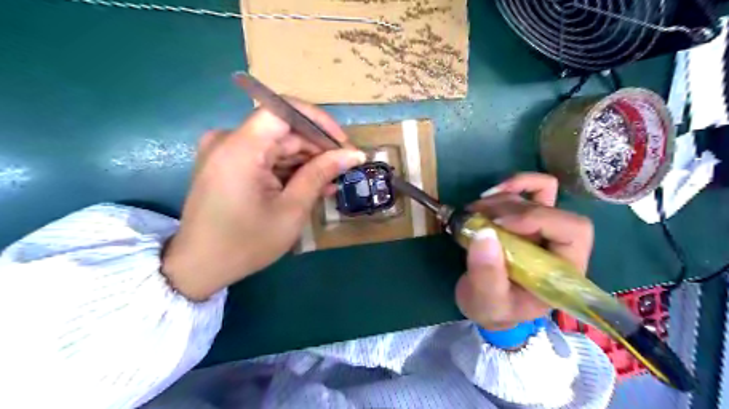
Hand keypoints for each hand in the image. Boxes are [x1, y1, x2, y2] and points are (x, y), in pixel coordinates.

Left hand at [160, 101, 363, 301]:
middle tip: (344, 168)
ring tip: (331, 182)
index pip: (284, 110)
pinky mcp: (227, 163)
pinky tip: (310, 185)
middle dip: (316, 148)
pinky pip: (264, 157)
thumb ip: (320, 174)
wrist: (199, 267)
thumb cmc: (247, 243)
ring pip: (276, 144)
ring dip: (305, 161)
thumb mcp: (291, 210)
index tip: (342, 143)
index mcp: (240, 148)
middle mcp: (228, 140)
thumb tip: (353, 154)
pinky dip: (288, 169)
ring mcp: (225, 151)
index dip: (318, 121)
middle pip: (283, 130)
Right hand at [454, 172, 591, 332]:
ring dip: (501, 198)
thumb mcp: (487, 302)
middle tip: (476, 218)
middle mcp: (559, 244)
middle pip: (550, 208)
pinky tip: (488, 195)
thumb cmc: (494, 309)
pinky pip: (532, 189)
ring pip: (537, 194)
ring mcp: (544, 228)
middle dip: (511, 209)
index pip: (573, 231)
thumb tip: (484, 233)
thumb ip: (487, 275)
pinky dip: (512, 185)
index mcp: (563, 270)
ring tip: (472, 213)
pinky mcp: (526, 219)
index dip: (538, 218)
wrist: (486, 304)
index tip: (498, 224)